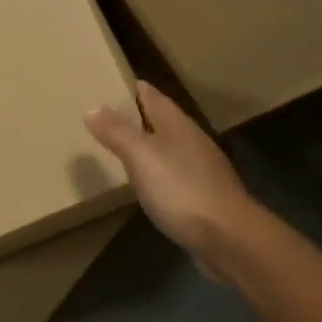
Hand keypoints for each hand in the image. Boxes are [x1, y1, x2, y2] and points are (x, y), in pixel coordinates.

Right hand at [86, 81, 259, 280]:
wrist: (229, 238)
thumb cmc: (182, 190)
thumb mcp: (141, 156)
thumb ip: (117, 132)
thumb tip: (92, 107)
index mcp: (176, 124)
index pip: (150, 95)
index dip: (129, 88)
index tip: (105, 83)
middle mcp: (191, 140)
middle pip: (160, 120)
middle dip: (135, 116)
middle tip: (102, 117)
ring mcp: (200, 169)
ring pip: (167, 147)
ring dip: (145, 145)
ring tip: (118, 148)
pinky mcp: (203, 197)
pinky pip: (173, 175)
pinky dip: (155, 173)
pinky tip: (144, 184)